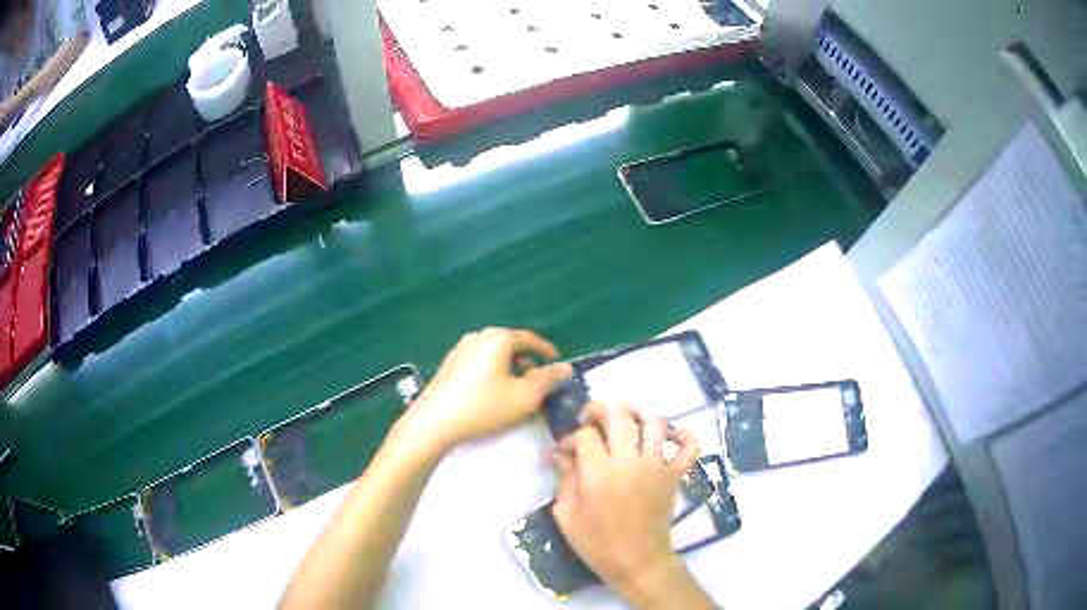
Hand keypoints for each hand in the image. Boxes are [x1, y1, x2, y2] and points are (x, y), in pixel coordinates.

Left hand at [395, 327, 573, 452]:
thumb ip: (548, 380)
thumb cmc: (484, 407)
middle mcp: (477, 337)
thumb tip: (565, 367)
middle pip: (510, 345)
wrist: (434, 422)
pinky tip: (491, 394)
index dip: (546, 351)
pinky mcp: (447, 366)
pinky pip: (478, 363)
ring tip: (516, 391)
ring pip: (493, 355)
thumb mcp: (525, 396)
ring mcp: (459, 350)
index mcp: (497, 338)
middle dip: (527, 362)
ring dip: (509, 369)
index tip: (557, 364)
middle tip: (538, 382)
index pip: (529, 338)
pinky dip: (492, 373)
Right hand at [550, 402, 703, 606]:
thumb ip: (563, 478)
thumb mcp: (567, 515)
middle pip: (619, 415)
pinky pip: (689, 446)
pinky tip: (668, 435)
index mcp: (599, 473)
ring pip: (655, 420)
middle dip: (599, 408)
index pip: (585, 435)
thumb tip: (556, 453)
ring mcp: (657, 465)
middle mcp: (630, 461)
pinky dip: (683, 434)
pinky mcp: (675, 474)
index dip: (571, 436)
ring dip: (637, 409)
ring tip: (624, 414)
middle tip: (589, 417)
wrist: (638, 562)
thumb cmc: (597, 543)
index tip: (564, 450)